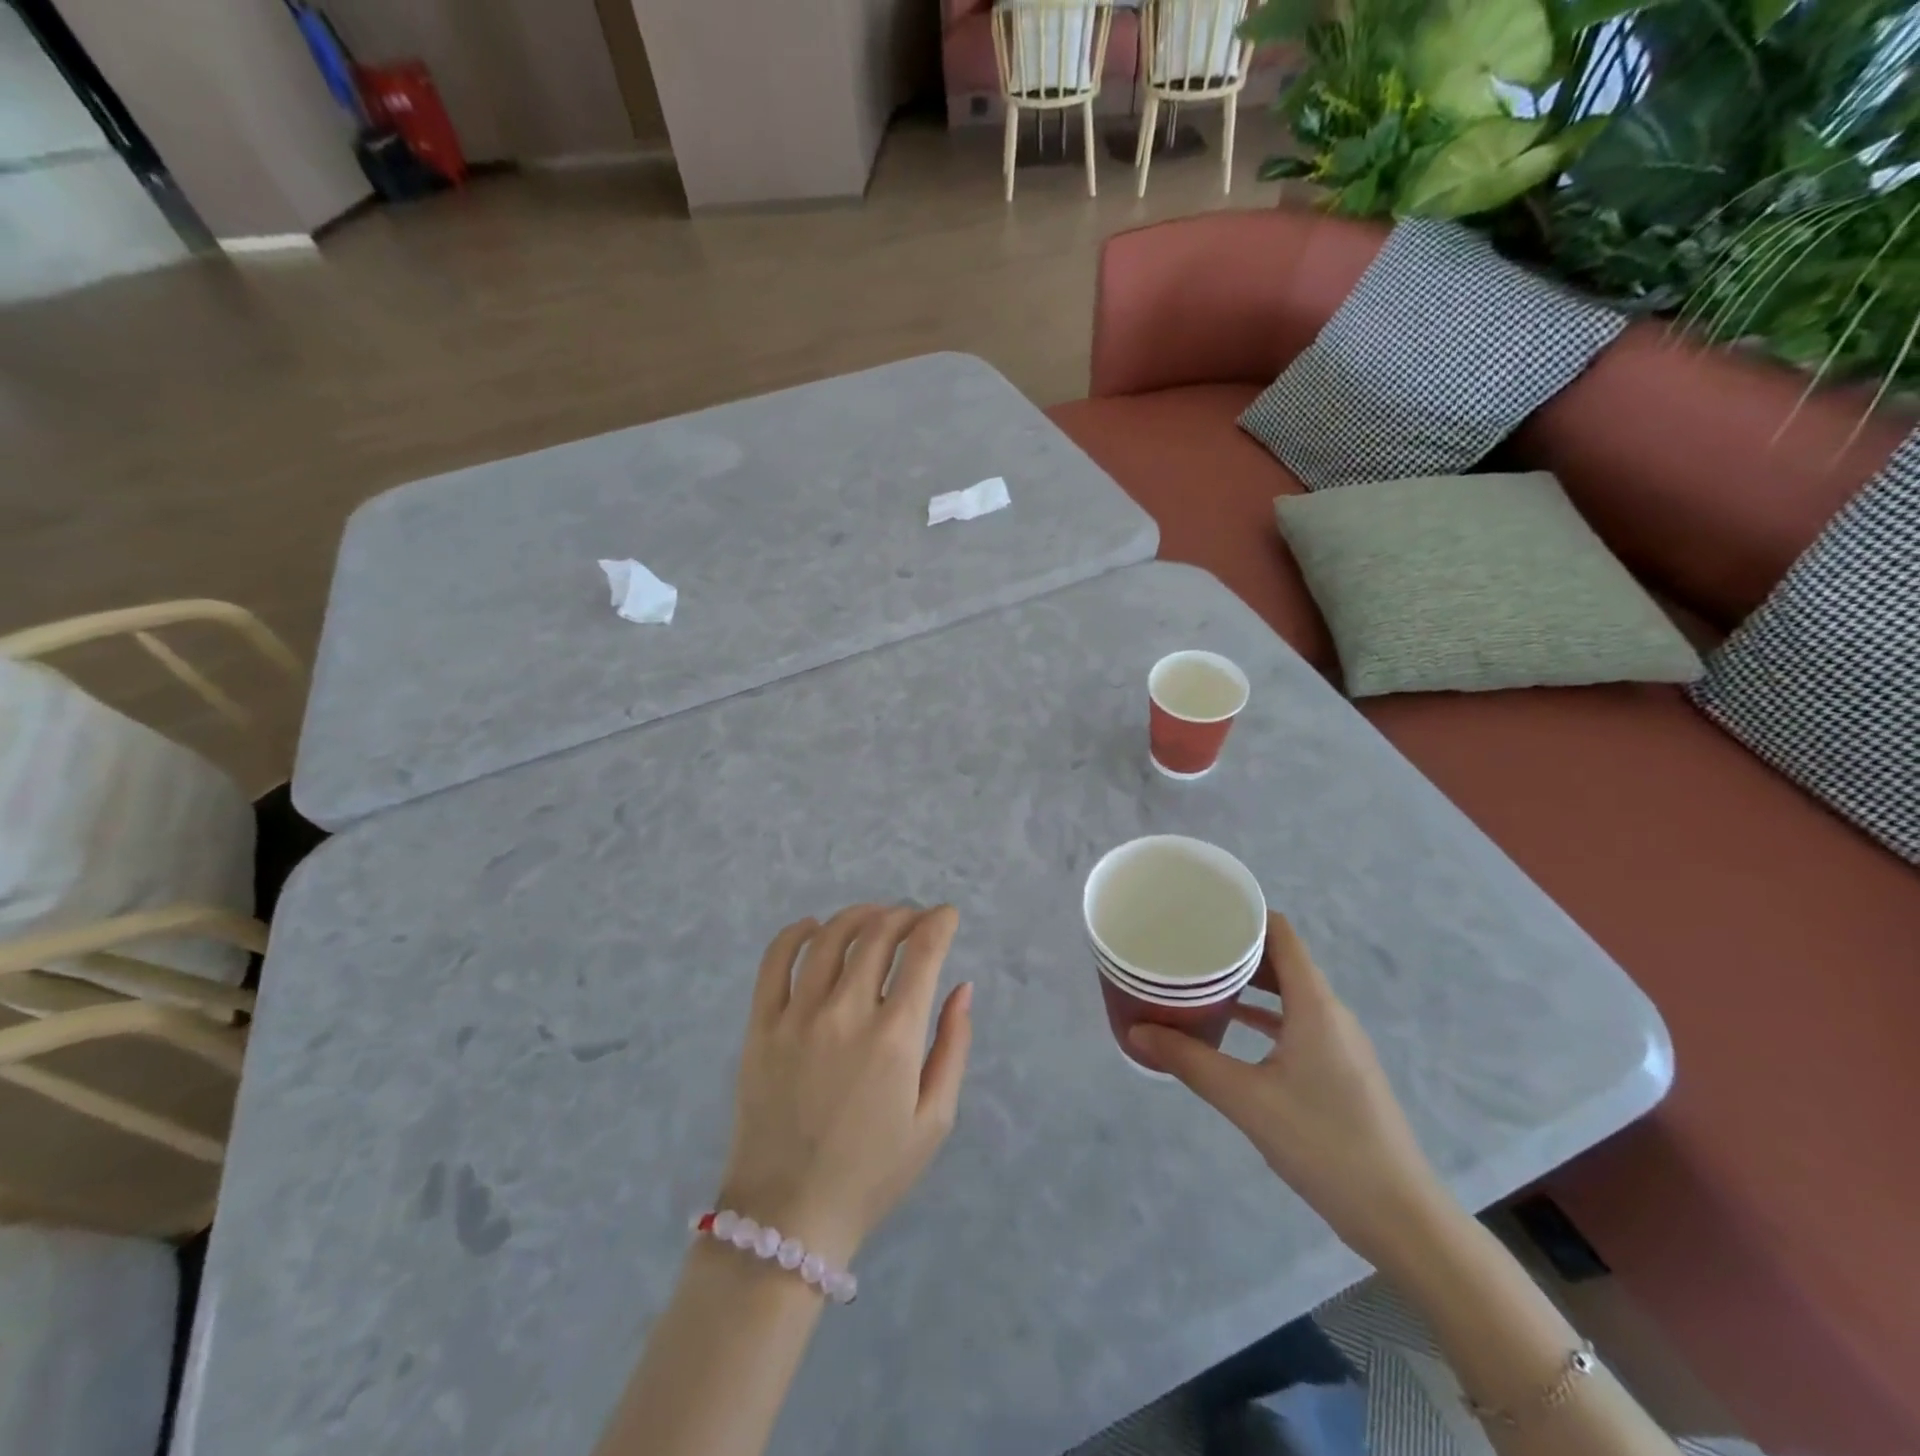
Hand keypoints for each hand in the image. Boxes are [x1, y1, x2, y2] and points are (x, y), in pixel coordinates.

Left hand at [719, 904, 972, 1268]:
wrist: (789, 1217)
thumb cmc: (873, 1172)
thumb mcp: (935, 1120)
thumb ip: (953, 1046)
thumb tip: (962, 986)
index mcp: (894, 1037)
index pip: (922, 952)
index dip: (939, 923)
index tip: (947, 915)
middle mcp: (846, 1013)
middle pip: (878, 934)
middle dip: (904, 915)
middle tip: (914, 919)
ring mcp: (797, 1016)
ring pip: (830, 937)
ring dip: (859, 915)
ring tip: (875, 917)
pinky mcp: (761, 1026)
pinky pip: (775, 961)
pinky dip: (797, 933)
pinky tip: (814, 927)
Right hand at [1129, 912, 1444, 1268]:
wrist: (1400, 1216)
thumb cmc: (1323, 1143)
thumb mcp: (1246, 1099)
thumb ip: (1189, 1060)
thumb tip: (1137, 1031)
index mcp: (1314, 1005)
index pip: (1281, 934)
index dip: (1245, 913)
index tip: (1201, 909)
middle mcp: (1330, 1013)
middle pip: (1282, 960)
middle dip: (1236, 948)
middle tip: (1188, 945)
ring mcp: (1339, 1043)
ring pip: (1289, 993)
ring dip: (1248, 984)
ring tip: (1201, 980)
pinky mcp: (1340, 1069)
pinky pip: (1297, 1022)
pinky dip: (1264, 1015)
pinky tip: (1231, 1028)